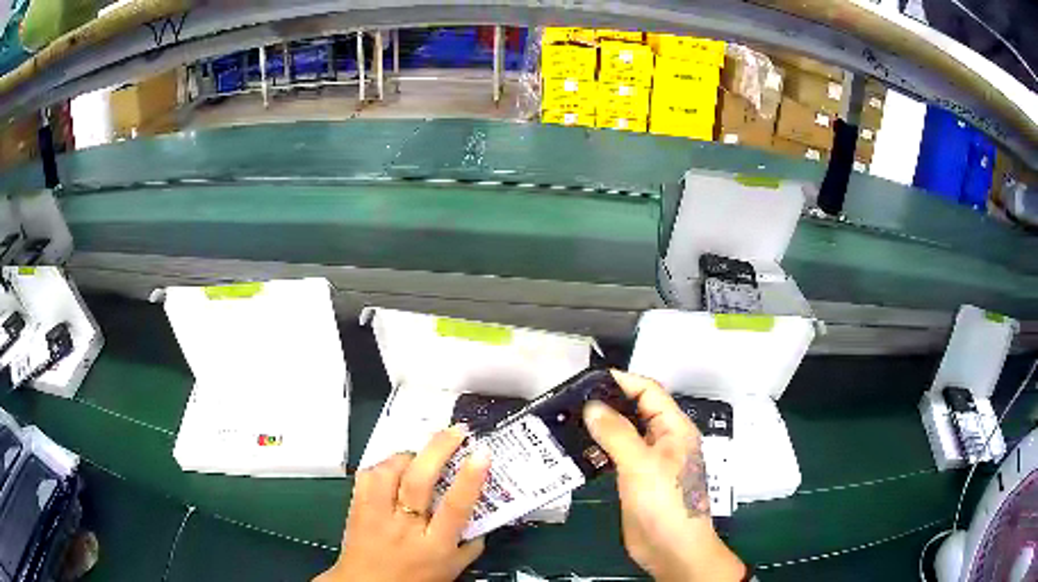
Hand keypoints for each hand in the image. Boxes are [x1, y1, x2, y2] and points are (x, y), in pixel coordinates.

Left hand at [316, 425, 490, 581]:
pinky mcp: (356, 508)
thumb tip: (484, 521)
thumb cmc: (413, 580)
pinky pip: (366, 476)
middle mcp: (405, 527)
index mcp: (434, 545)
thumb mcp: (451, 570)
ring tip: (421, 453)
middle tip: (456, 431)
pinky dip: (382, 466)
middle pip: (418, 482)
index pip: (454, 508)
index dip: (469, 478)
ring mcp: (377, 515)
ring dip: (408, 456)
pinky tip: (392, 468)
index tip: (481, 453)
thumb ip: (470, 547)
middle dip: (438, 450)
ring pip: (388, 473)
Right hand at [584, 370, 745, 581]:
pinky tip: (578, 450)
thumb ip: (617, 433)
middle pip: (636, 410)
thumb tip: (592, 406)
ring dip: (602, 427)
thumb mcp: (641, 464)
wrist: (672, 549)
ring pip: (625, 433)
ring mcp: (649, 461)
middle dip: (609, 403)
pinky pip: (617, 456)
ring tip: (568, 421)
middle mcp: (663, 440)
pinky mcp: (636, 480)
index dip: (622, 381)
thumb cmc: (665, 503)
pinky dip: (600, 450)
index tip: (588, 380)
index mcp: (674, 428)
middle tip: (572, 400)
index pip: (649, 391)